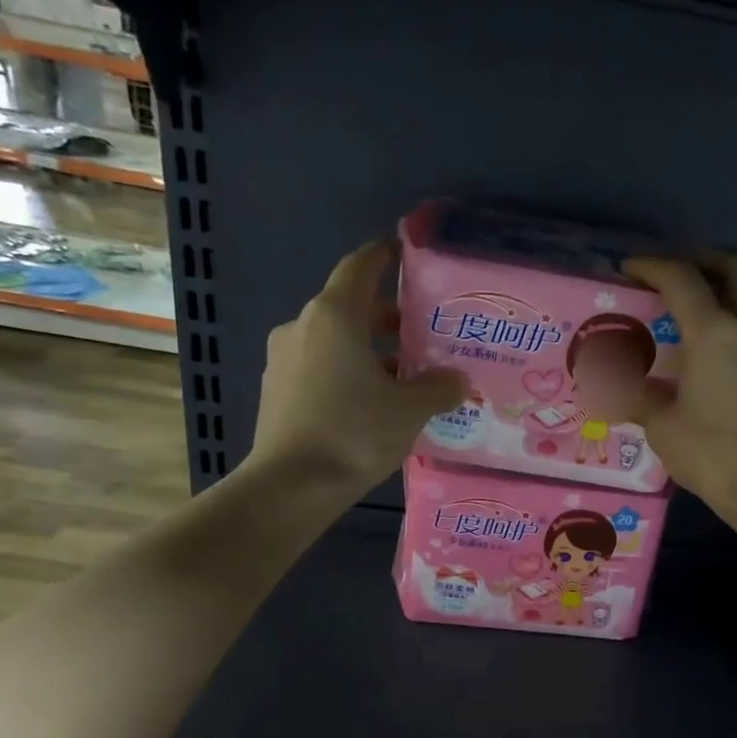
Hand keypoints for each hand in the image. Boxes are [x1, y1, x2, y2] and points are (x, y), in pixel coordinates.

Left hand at [246, 239, 466, 496]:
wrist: (291, 485)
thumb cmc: (354, 433)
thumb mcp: (410, 409)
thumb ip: (439, 387)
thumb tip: (459, 380)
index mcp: (335, 316)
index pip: (361, 267)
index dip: (384, 255)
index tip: (405, 252)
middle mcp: (303, 326)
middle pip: (351, 307)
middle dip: (388, 318)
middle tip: (424, 333)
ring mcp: (284, 358)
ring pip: (335, 340)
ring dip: (369, 349)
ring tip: (405, 375)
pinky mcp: (277, 389)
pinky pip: (320, 366)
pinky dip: (348, 371)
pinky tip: (373, 401)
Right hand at [622, 250, 736, 516]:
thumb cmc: (713, 452)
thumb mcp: (662, 425)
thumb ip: (638, 396)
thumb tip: (614, 387)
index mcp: (715, 332)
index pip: (682, 278)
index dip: (652, 265)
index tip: (629, 269)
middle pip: (735, 267)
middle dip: (703, 259)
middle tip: (674, 273)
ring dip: (721, 290)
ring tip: (687, 313)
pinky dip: (732, 321)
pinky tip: (708, 352)